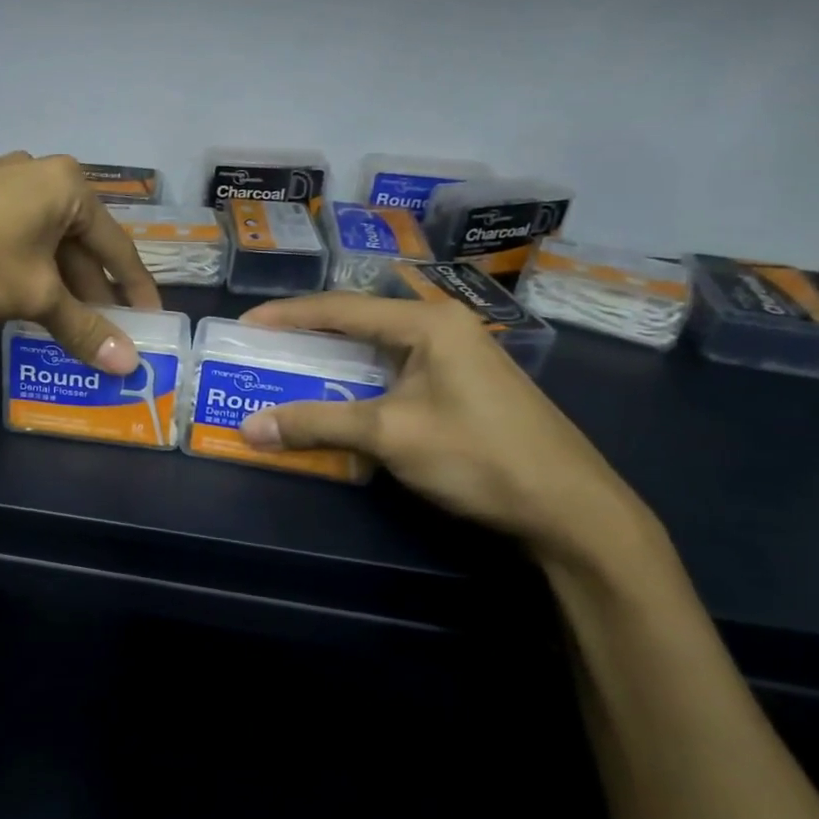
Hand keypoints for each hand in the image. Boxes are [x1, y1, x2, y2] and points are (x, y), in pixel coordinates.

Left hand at [0, 153, 160, 373]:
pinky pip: (17, 235)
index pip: (117, 246)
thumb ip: (83, 328)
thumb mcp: (35, 296)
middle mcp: (41, 174)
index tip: (150, 319)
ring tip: (68, 321)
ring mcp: (2, 180)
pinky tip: (25, 296)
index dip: (135, 288)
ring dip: (59, 282)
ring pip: (46, 240)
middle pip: (80, 242)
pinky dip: (29, 267)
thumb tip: (128, 365)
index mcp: (68, 188)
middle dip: (92, 290)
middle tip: (107, 329)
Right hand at [237, 292, 658, 567]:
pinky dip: (361, 380)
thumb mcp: (388, 435)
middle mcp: (444, 327)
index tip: (245, 325)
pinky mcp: (466, 385)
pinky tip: (343, 397)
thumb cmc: (478, 457)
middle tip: (264, 347)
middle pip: (360, 321)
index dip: (287, 315)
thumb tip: (248, 429)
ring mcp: (460, 355)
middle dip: (309, 334)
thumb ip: (316, 424)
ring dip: (335, 359)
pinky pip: (398, 370)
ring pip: (379, 347)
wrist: (573, 510)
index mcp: (427, 323)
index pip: (340, 308)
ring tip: (293, 369)